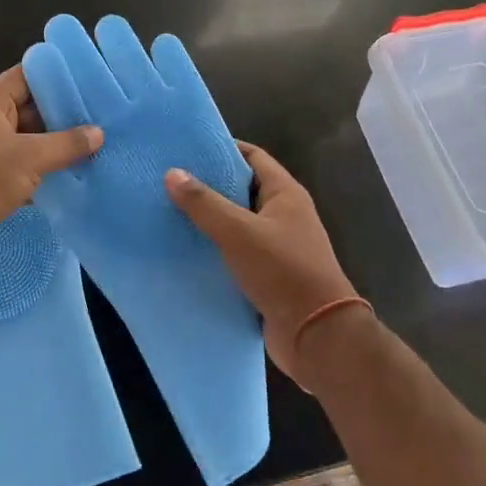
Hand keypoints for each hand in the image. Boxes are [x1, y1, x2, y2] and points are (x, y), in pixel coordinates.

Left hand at [0, 65, 102, 265]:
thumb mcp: (30, 156)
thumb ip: (66, 143)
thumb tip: (98, 133)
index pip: (25, 76)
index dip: (54, 75)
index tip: (87, 80)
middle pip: (30, 109)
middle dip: (62, 114)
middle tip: (100, 115)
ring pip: (30, 141)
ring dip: (57, 146)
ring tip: (95, 144)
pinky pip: (26, 168)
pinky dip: (46, 170)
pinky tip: (76, 174)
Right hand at [164, 142, 359, 381]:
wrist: (317, 336)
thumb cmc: (283, 271)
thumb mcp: (239, 232)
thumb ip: (204, 203)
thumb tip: (172, 173)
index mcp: (285, 194)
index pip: (253, 157)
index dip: (223, 149)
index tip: (187, 149)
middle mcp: (284, 216)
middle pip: (242, 189)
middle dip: (209, 185)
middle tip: (169, 180)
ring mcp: (278, 247)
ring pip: (237, 224)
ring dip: (209, 221)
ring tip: (168, 213)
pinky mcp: (268, 276)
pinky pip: (237, 254)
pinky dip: (215, 251)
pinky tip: (184, 251)